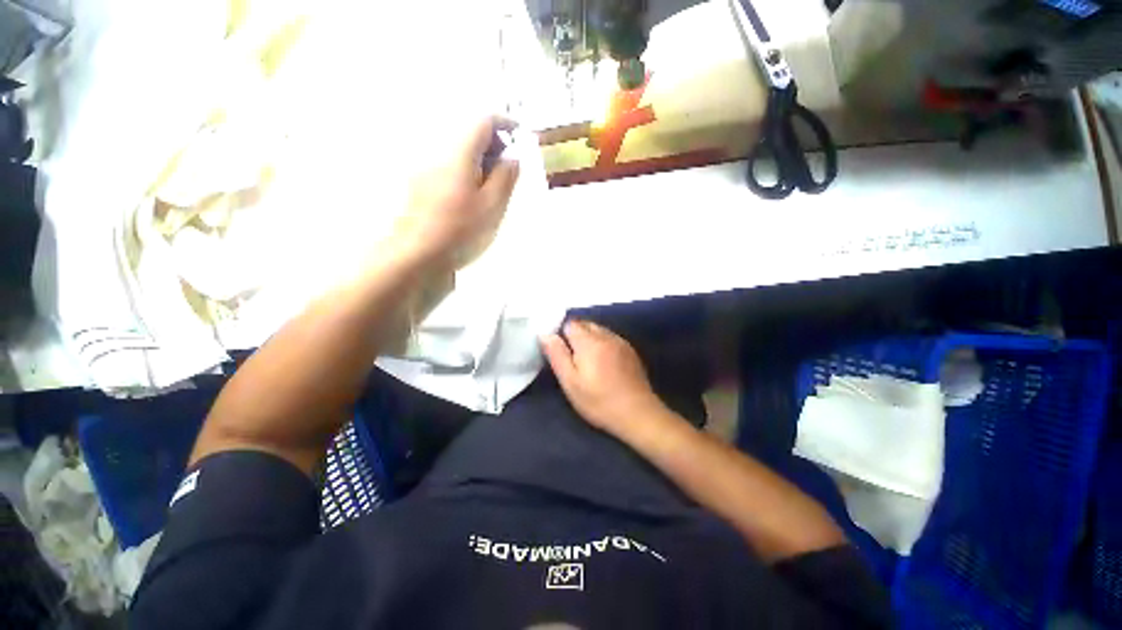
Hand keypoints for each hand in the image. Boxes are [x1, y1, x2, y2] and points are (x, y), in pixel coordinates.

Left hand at [390, 116, 519, 270]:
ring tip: (492, 188)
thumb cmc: (460, 231)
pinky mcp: (419, 185)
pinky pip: (448, 167)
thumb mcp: (493, 206)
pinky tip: (471, 198)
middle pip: (468, 134)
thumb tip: (513, 157)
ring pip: (458, 152)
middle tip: (508, 169)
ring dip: (479, 160)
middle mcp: (438, 153)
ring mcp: (425, 169)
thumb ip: (506, 177)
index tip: (520, 136)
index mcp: (458, 154)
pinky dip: (465, 171)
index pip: (482, 122)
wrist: (417, 254)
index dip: (504, 124)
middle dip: (492, 144)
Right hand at [541, 321, 669, 437]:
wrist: (638, 414)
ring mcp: (621, 341)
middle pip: (585, 324)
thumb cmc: (599, 401)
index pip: (570, 323)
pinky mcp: (630, 350)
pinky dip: (602, 344)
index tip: (559, 351)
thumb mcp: (571, 382)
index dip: (561, 334)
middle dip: (575, 335)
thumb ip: (557, 355)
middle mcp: (606, 335)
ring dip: (589, 339)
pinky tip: (603, 363)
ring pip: (599, 330)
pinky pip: (610, 338)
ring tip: (587, 361)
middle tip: (571, 358)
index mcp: (589, 341)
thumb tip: (545, 334)